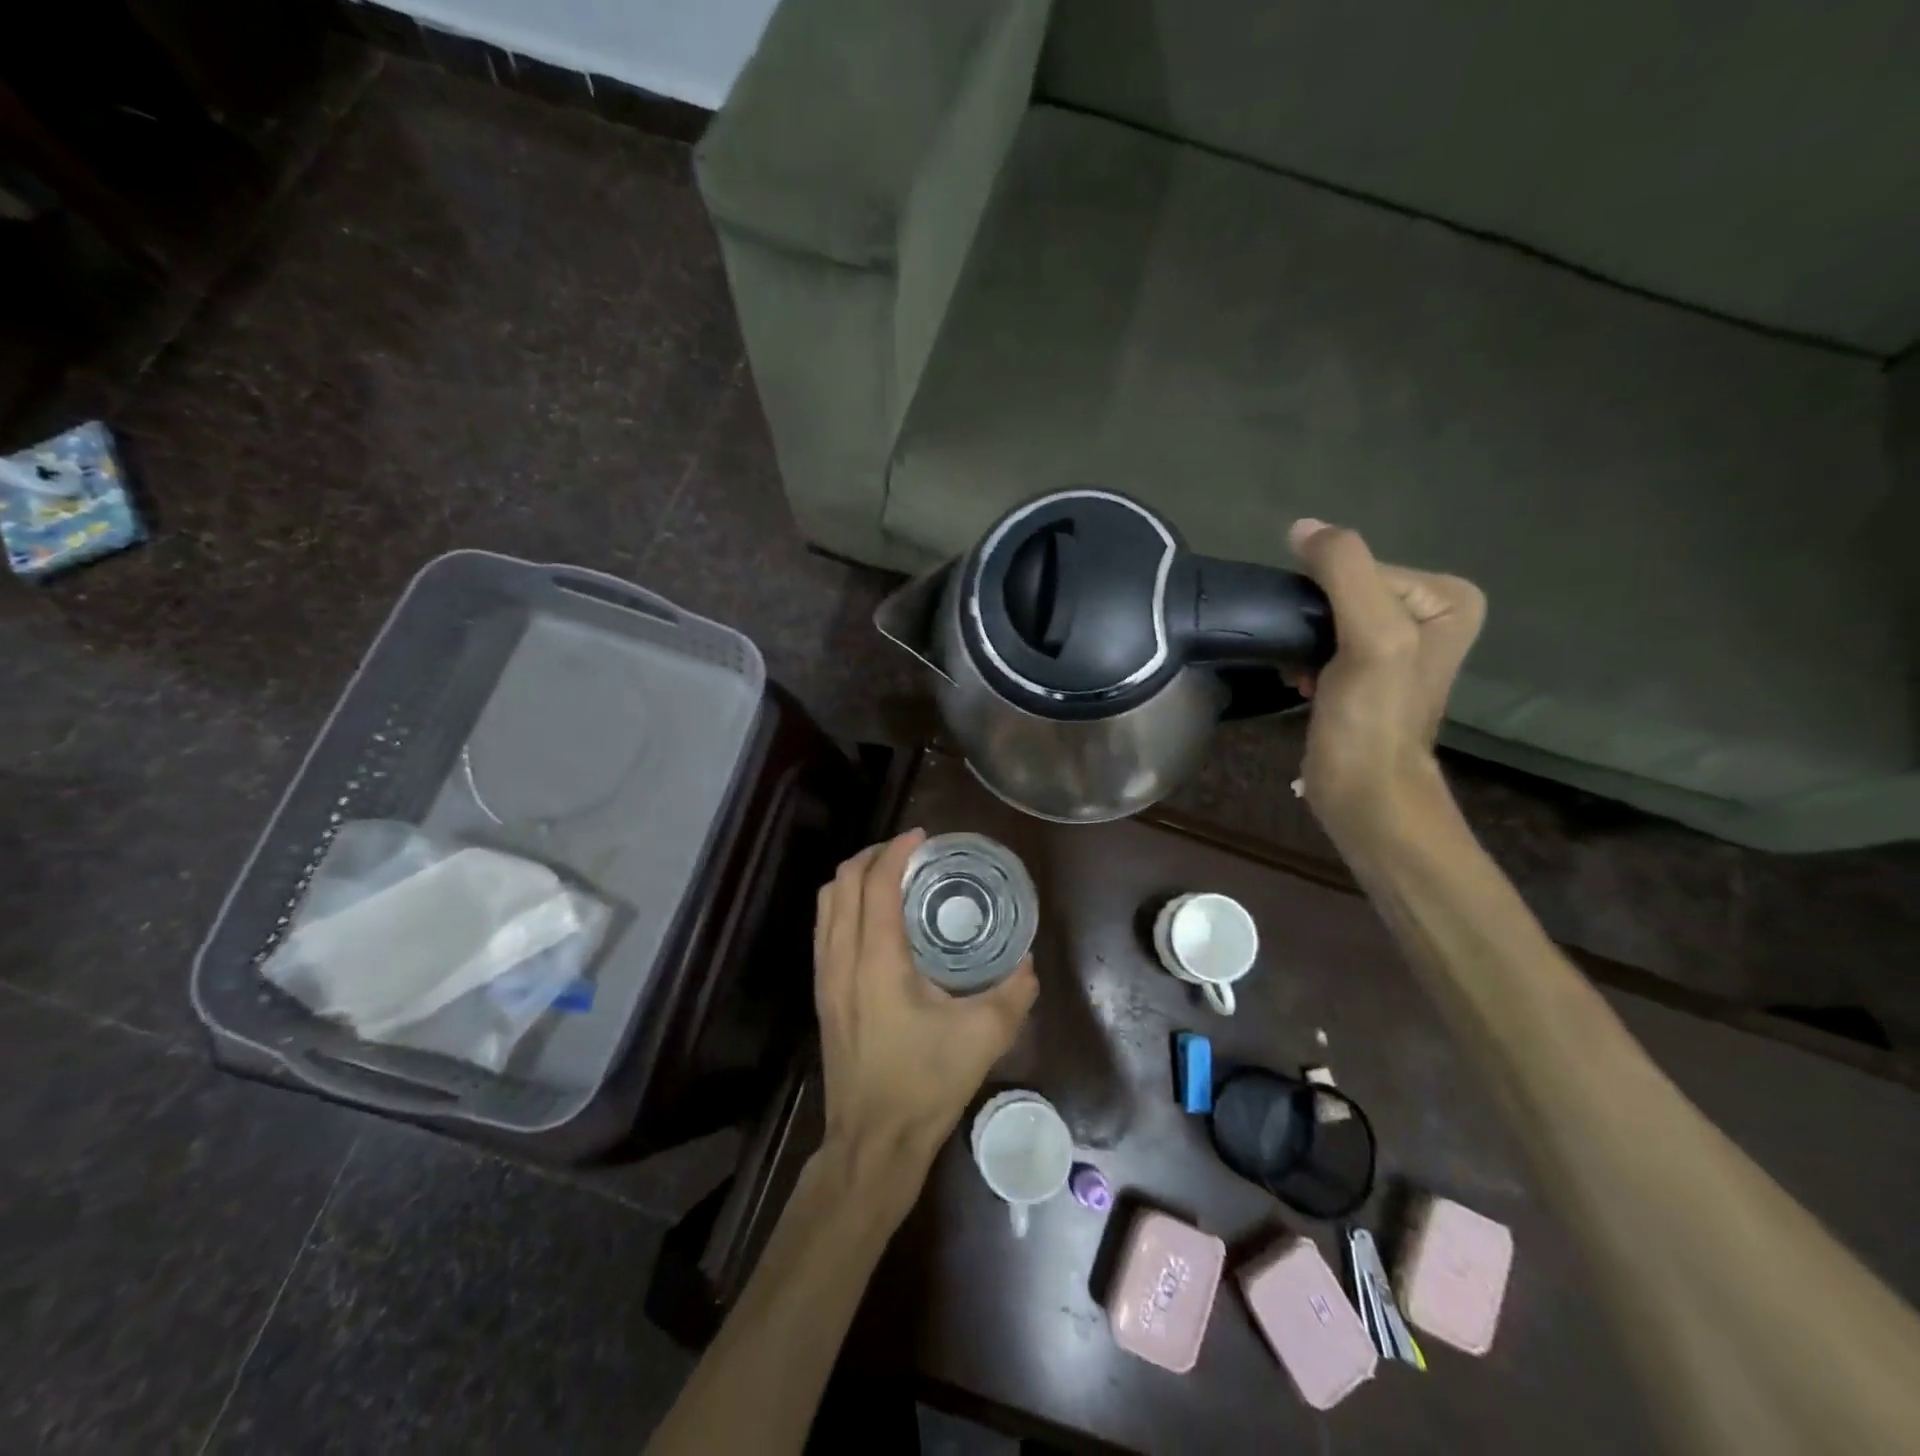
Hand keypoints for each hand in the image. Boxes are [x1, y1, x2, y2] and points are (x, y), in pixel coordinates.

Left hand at [813, 829, 1038, 1175]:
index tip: (922, 836)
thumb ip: (1013, 993)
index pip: (876, 883)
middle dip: (872, 856)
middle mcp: (841, 958)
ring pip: (826, 905)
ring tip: (891, 876)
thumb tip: (1027, 963)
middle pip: (841, 883)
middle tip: (909, 852)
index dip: (896, 850)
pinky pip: (825, 929)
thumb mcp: (982, 1037)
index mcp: (876, 959)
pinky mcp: (823, 995)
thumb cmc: (924, 1084)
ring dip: (854, 879)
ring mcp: (825, 977)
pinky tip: (876, 920)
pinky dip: (846, 905)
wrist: (872, 1141)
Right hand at [1286, 519, 1485, 849]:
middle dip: (1313, 621)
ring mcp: (1397, 644)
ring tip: (1301, 675)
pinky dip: (1303, 657)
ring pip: (1327, 616)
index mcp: (1447, 597)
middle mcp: (1429, 613)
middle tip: (1306, 661)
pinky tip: (1300, 683)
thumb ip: (1344, 570)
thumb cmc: (1374, 717)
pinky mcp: (1366, 672)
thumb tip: (1301, 526)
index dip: (1326, 600)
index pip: (1361, 567)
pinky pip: (1323, 639)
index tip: (1322, 644)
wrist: (1364, 791)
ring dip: (1303, 641)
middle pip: (1344, 590)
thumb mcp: (1372, 635)